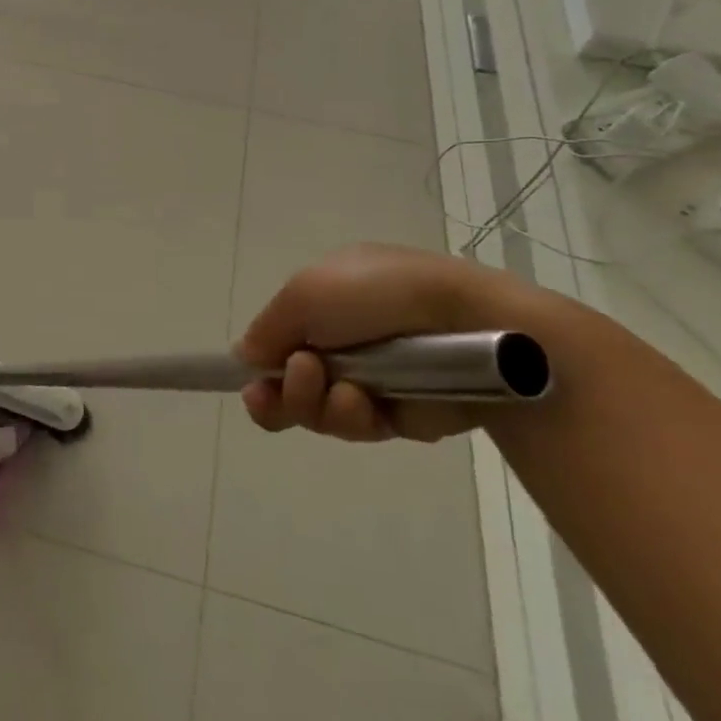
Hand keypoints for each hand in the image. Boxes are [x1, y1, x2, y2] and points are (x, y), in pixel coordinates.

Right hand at [235, 243, 525, 442]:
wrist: (474, 326)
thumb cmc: (380, 295)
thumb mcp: (305, 293)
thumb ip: (266, 329)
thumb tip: (245, 358)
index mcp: (328, 301)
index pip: (281, 338)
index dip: (260, 362)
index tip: (249, 382)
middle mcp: (346, 339)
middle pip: (292, 382)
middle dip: (282, 392)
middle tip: (280, 389)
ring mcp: (375, 378)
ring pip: (319, 410)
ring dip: (314, 403)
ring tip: (337, 389)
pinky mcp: (403, 415)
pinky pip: (358, 427)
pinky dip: (353, 417)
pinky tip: (364, 403)